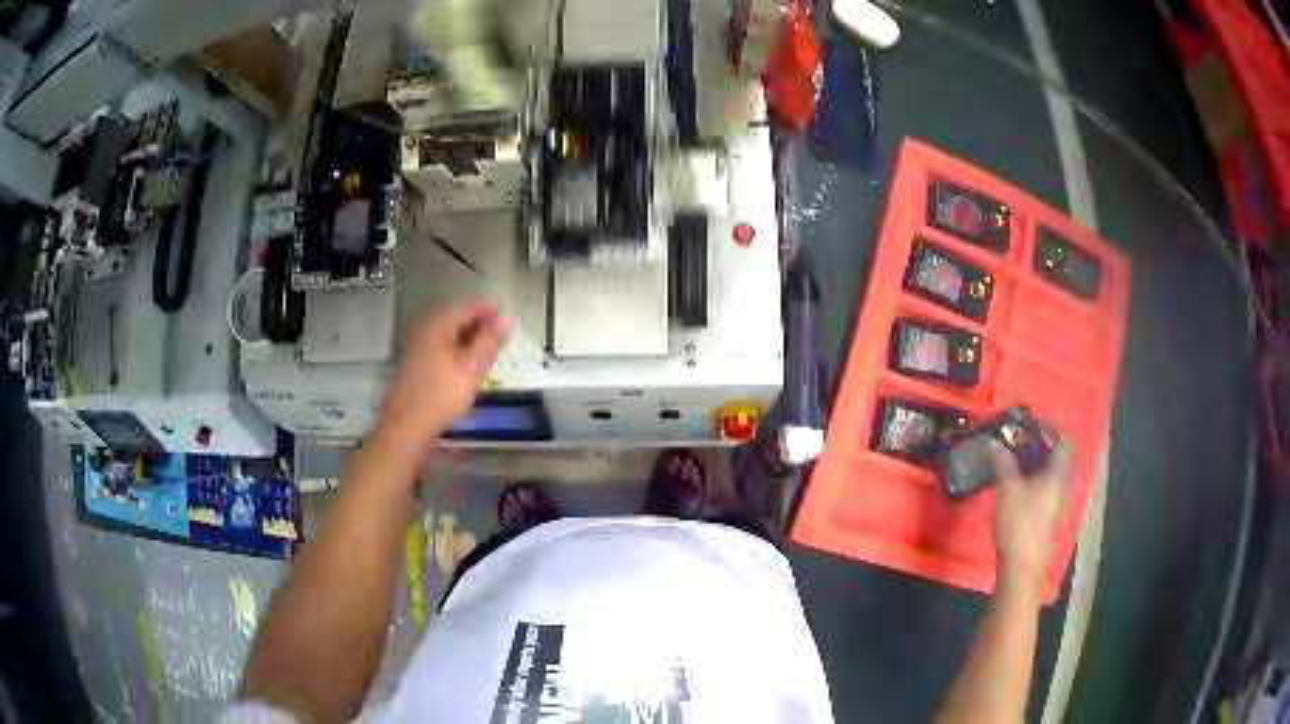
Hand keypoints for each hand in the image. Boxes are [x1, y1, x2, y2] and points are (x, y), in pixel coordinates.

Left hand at [374, 304, 506, 455]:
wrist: (407, 426)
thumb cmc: (442, 395)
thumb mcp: (473, 367)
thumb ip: (490, 340)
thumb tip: (505, 318)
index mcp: (437, 325)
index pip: (467, 308)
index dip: (489, 313)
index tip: (507, 323)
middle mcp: (424, 330)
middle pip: (456, 320)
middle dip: (479, 327)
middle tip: (499, 341)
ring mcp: (417, 348)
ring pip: (448, 336)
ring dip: (468, 341)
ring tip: (486, 356)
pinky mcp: (415, 365)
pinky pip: (440, 349)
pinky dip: (456, 352)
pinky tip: (465, 368)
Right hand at [991, 430, 1071, 585]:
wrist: (1022, 564)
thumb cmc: (1020, 521)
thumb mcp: (1008, 488)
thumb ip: (1003, 463)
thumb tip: (995, 443)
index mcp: (1058, 473)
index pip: (1063, 441)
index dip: (1052, 428)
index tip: (1033, 423)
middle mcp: (1061, 484)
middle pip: (1056, 457)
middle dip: (1039, 445)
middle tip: (1018, 441)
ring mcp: (1054, 502)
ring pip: (1048, 474)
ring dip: (1033, 463)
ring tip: (1011, 460)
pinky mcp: (1045, 516)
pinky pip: (1042, 488)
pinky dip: (1030, 479)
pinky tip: (1012, 485)